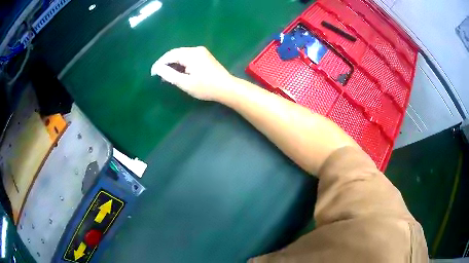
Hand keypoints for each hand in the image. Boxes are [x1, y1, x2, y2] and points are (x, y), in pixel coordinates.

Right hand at [151, 46, 234, 100]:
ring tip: (167, 75)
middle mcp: (196, 49)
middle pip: (176, 53)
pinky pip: (188, 57)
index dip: (159, 64)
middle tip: (159, 75)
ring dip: (173, 63)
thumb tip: (158, 68)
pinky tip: (179, 72)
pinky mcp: (205, 56)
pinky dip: (181, 63)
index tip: (152, 73)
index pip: (170, 55)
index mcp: (190, 54)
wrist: (227, 88)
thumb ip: (169, 74)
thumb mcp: (185, 83)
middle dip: (166, 63)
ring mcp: (202, 52)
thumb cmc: (206, 87)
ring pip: (182, 55)